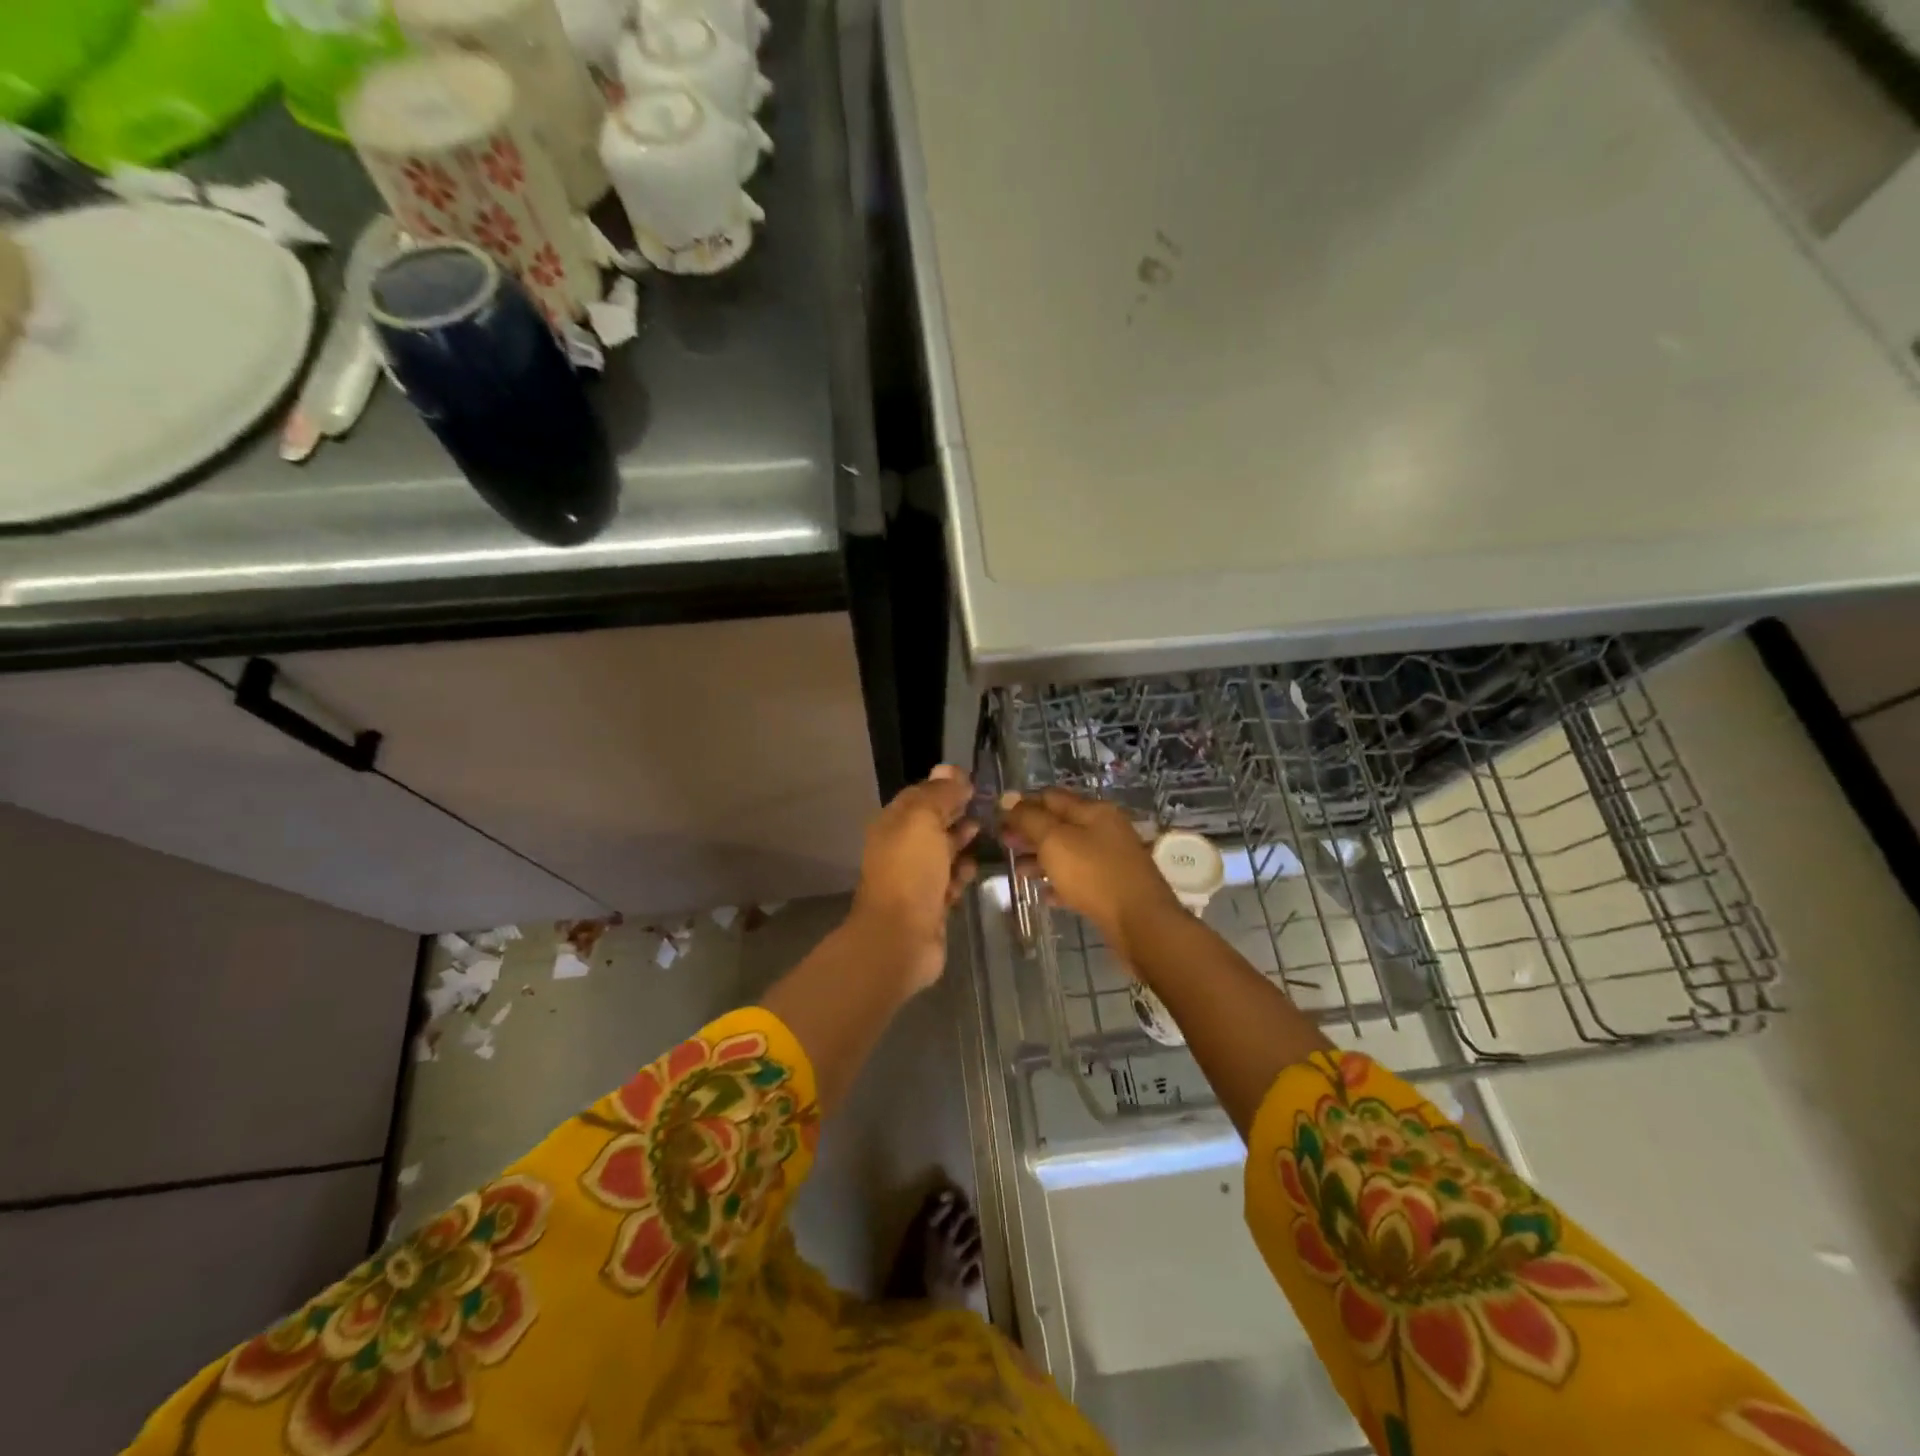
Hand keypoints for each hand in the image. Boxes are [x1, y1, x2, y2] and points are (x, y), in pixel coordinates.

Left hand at [849, 765, 979, 991]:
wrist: (901, 937)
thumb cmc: (910, 871)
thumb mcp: (924, 820)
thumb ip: (939, 795)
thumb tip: (950, 769)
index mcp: (892, 824)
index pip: (919, 795)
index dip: (945, 786)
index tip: (974, 782)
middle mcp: (901, 848)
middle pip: (932, 823)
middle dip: (956, 814)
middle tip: (986, 807)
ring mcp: (914, 878)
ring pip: (942, 852)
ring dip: (961, 843)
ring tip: (986, 834)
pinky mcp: (930, 905)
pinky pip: (949, 881)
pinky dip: (960, 874)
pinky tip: (973, 869)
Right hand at [999, 789, 1182, 962]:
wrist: (1141, 923)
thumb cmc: (1094, 875)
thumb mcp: (1055, 841)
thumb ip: (1029, 819)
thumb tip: (1008, 798)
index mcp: (1093, 811)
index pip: (1051, 797)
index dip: (1023, 804)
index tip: (998, 818)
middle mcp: (1104, 829)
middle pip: (1059, 824)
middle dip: (1030, 833)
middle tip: (1004, 844)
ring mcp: (1111, 859)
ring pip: (1068, 852)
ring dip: (1041, 859)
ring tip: (1018, 872)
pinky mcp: (1112, 887)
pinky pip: (1079, 879)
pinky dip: (1059, 882)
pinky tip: (1044, 894)